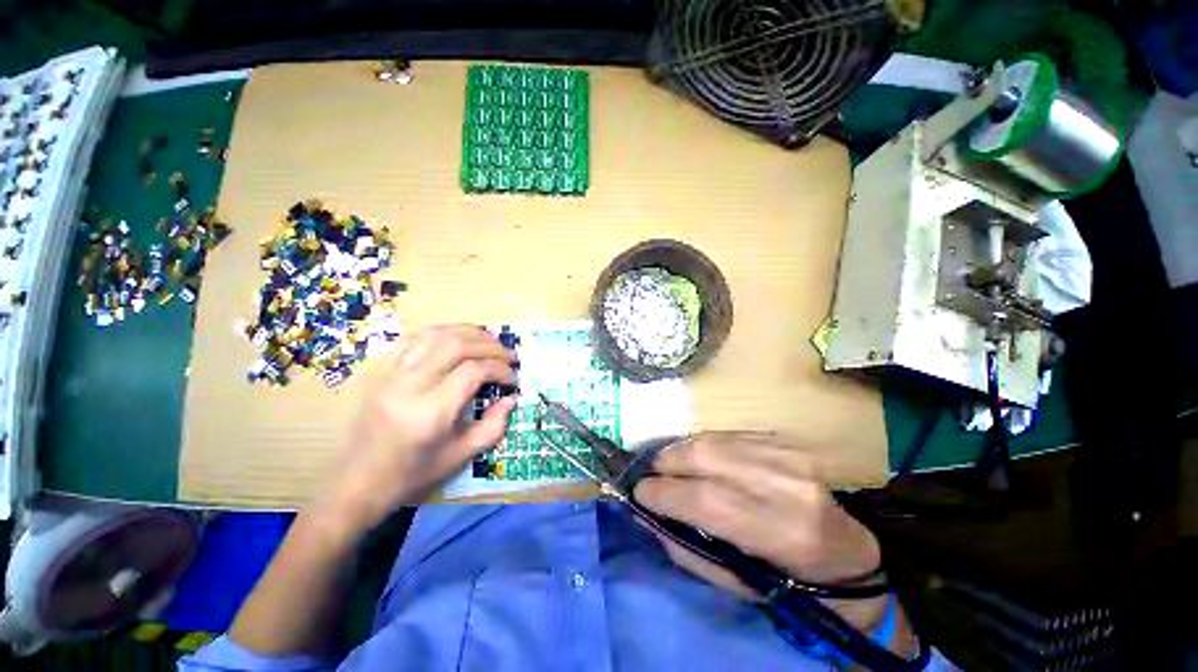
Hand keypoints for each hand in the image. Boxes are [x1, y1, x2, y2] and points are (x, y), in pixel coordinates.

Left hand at [320, 324, 517, 532]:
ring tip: (488, 340)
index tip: (513, 379)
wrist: (355, 483)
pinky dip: (440, 333)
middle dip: (490, 345)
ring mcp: (388, 374)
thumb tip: (511, 399)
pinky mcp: (377, 370)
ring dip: (468, 332)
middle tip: (508, 355)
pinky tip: (456, 339)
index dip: (500, 369)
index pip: (473, 371)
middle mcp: (407, 385)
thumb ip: (493, 426)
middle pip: (456, 345)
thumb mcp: (460, 456)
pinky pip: (412, 338)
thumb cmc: (411, 475)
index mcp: (429, 412)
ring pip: (434, 334)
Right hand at [633, 432, 886, 631]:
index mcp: (783, 533)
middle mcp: (788, 487)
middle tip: (650, 473)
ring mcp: (789, 457)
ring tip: (667, 464)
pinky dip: (703, 444)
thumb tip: (645, 514)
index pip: (709, 501)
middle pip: (708, 458)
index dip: (665, 493)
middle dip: (667, 462)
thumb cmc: (789, 579)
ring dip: (681, 450)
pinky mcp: (785, 443)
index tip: (638, 491)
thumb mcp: (736, 582)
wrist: (845, 552)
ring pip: (715, 441)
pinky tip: (696, 456)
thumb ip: (686, 548)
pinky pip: (728, 435)